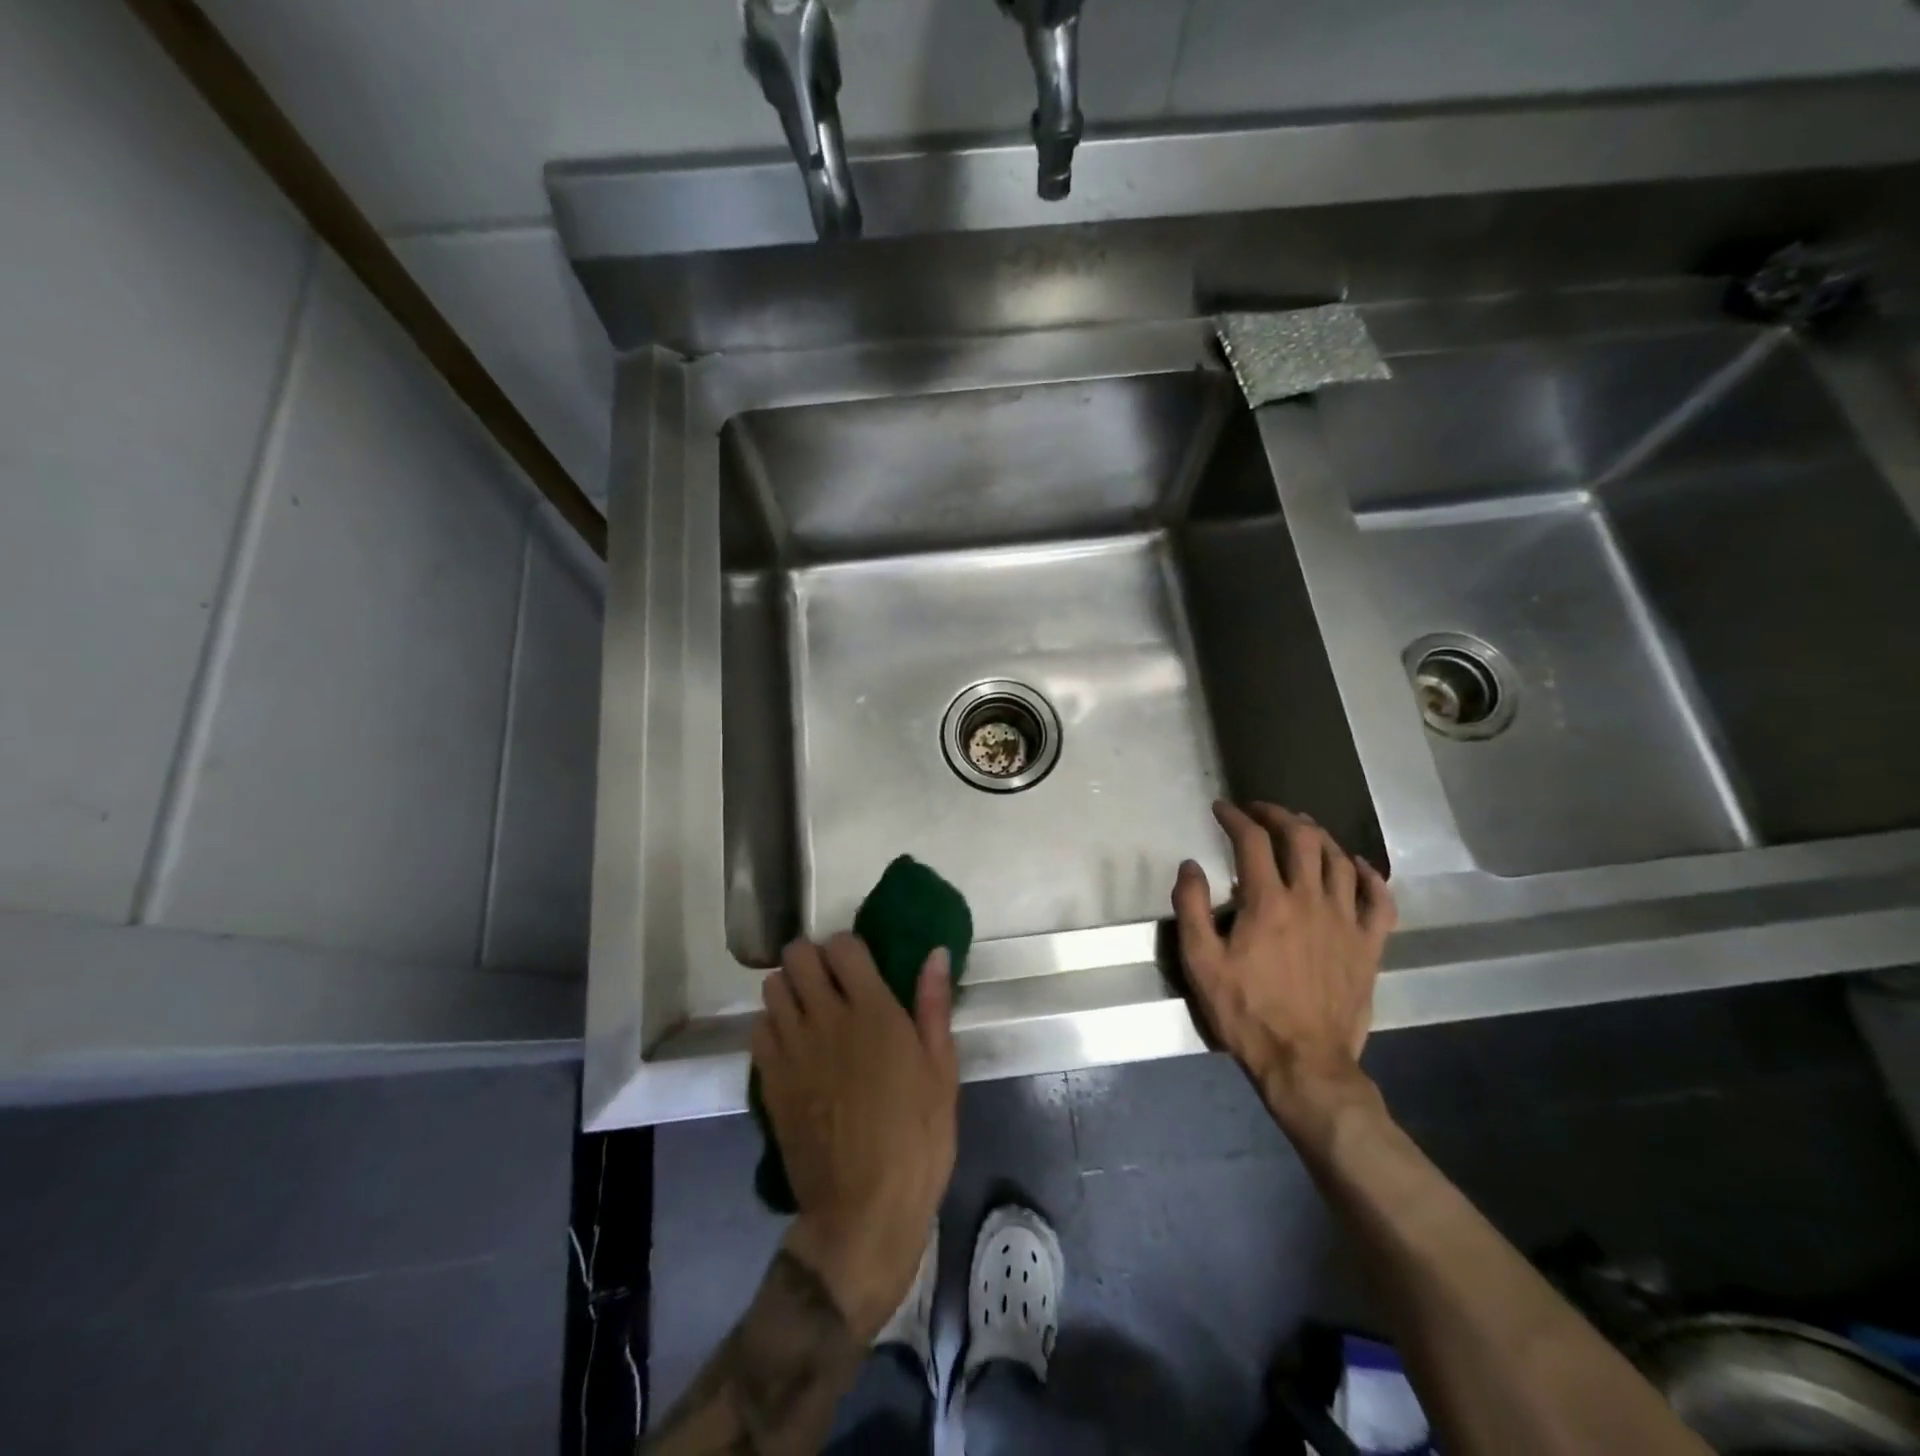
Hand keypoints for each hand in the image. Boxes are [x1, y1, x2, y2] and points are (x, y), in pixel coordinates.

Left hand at [752, 933, 958, 1339]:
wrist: (864, 1210)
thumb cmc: (917, 1138)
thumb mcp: (941, 1071)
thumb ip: (933, 1005)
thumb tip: (935, 953)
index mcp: (873, 1011)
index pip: (842, 946)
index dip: (848, 948)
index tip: (859, 965)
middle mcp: (826, 1018)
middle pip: (798, 956)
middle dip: (812, 958)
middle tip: (830, 981)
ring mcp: (792, 1048)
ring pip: (772, 986)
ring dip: (789, 987)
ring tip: (808, 1009)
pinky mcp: (770, 1079)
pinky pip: (758, 1028)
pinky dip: (772, 1024)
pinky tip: (792, 1044)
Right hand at [1172, 801, 1396, 1144]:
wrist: (1304, 1063)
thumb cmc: (1246, 1012)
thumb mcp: (1201, 963)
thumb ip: (1191, 908)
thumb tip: (1190, 866)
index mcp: (1268, 902)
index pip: (1253, 841)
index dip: (1236, 818)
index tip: (1222, 809)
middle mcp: (1311, 900)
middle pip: (1302, 838)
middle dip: (1279, 815)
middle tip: (1260, 811)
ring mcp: (1346, 921)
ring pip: (1339, 860)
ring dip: (1319, 836)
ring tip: (1301, 829)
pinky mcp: (1369, 945)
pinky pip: (1380, 900)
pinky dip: (1369, 876)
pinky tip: (1357, 866)